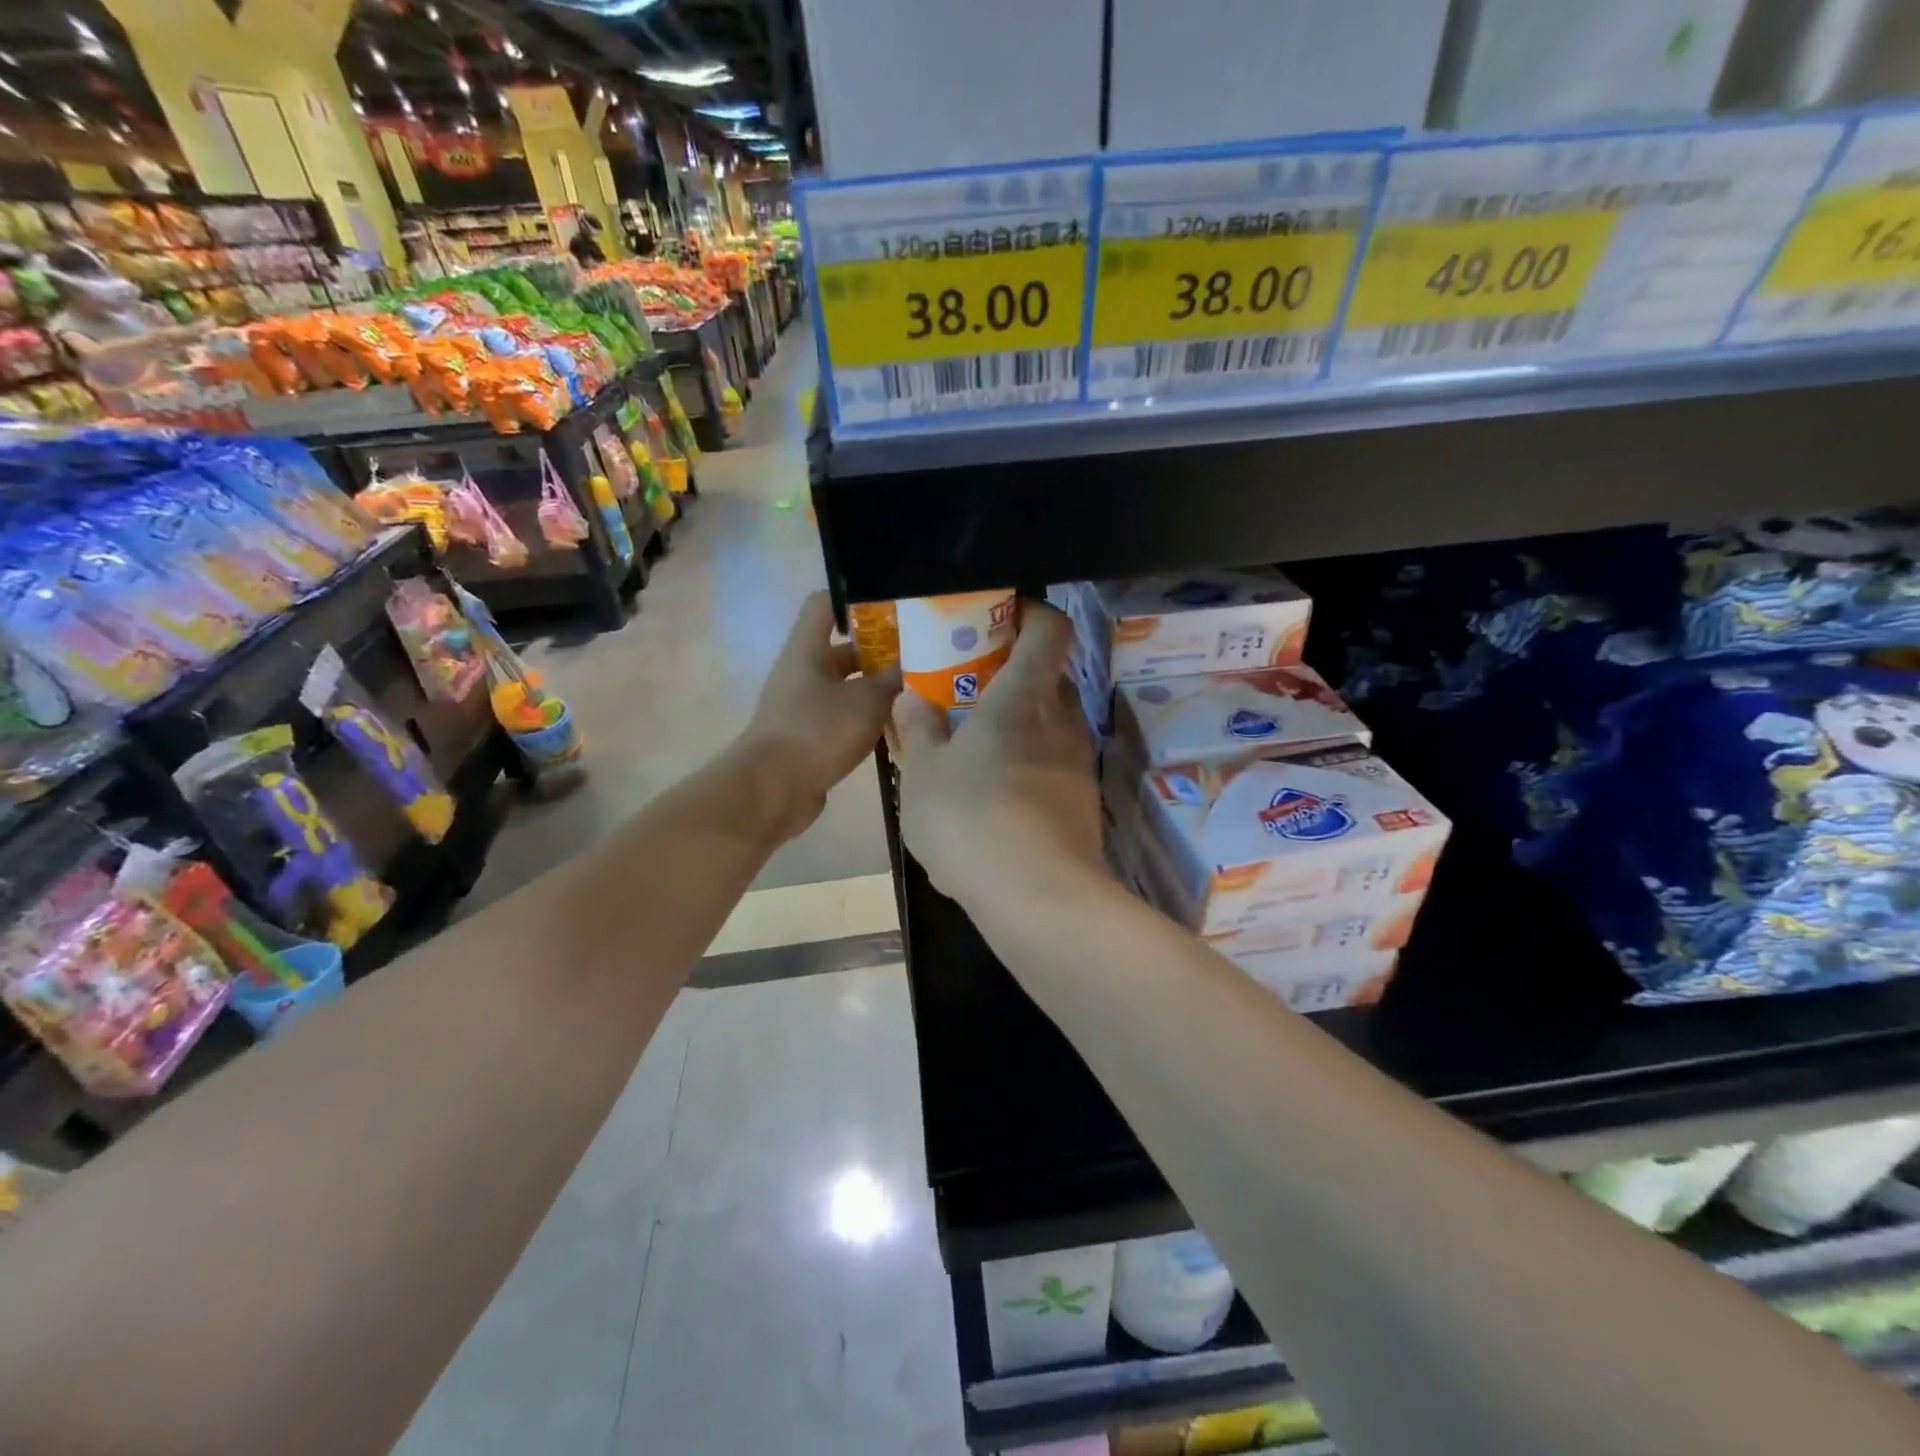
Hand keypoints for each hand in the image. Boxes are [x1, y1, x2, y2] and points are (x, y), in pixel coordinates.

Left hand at [739, 591, 899, 839]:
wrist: (773, 789)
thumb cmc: (818, 731)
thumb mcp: (866, 701)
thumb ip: (891, 680)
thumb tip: (911, 666)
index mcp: (807, 649)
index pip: (825, 604)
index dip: (856, 600)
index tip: (893, 609)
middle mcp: (803, 672)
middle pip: (844, 648)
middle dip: (881, 651)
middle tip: (921, 654)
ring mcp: (804, 706)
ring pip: (847, 686)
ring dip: (878, 688)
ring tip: (919, 690)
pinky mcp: (810, 736)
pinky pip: (843, 717)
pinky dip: (867, 718)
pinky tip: (899, 727)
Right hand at [892, 601, 1103, 912]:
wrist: (1036, 898)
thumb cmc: (970, 819)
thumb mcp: (922, 774)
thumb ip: (918, 729)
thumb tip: (913, 698)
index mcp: (1024, 697)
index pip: (1049, 629)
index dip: (1030, 613)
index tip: (999, 618)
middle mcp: (1061, 721)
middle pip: (1049, 677)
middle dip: (1015, 675)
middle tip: (972, 691)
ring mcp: (1077, 764)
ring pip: (1051, 726)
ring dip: (1020, 726)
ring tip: (977, 751)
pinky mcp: (1082, 803)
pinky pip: (1053, 767)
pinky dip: (1028, 767)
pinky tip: (995, 802)